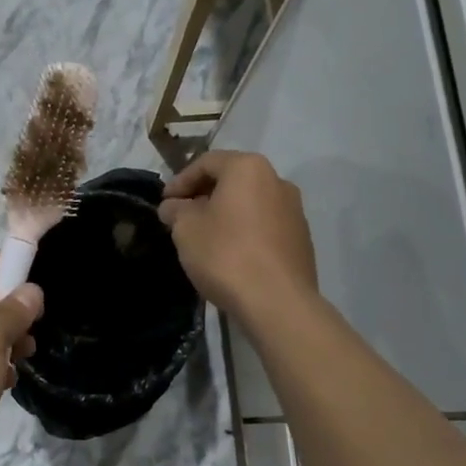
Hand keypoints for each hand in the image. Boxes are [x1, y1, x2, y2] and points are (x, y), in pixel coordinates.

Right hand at [158, 151, 317, 317]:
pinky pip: (265, 225)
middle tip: (181, 218)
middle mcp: (277, 181)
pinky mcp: (301, 239)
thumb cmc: (226, 254)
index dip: (180, 181)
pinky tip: (230, 254)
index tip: (164, 203)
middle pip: (232, 180)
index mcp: (248, 168)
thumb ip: (176, 210)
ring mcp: (294, 210)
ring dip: (225, 214)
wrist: (277, 302)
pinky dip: (244, 231)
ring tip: (204, 237)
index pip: (206, 163)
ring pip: (249, 203)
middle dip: (203, 196)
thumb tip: (174, 206)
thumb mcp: (186, 229)